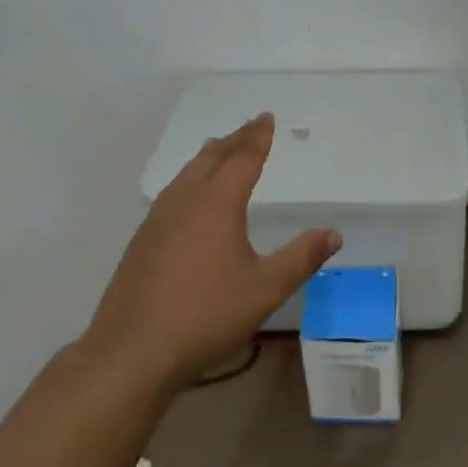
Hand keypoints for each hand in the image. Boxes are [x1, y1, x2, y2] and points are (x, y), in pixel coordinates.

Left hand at [86, 112, 341, 388]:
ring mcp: (159, 218)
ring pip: (187, 173)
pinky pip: (172, 191)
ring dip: (208, 156)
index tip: (267, 117)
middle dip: (234, 139)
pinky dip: (189, 178)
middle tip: (250, 126)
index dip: (258, 136)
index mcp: (218, 203)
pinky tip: (187, 196)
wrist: (133, 349)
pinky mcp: (143, 238)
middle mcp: (186, 200)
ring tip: (218, 148)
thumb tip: (334, 234)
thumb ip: (301, 258)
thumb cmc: (206, 315)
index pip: (243, 158)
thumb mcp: (265, 289)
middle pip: (212, 158)